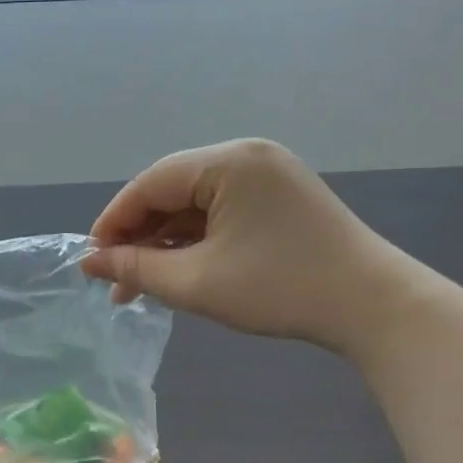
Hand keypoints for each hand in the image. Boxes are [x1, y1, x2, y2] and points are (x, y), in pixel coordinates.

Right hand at [82, 139, 433, 353]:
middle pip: (171, 190)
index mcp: (227, 162)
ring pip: (194, 203)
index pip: (150, 184)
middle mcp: (246, 156)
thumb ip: (136, 269)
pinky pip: (220, 211)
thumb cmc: (279, 289)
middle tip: (115, 280)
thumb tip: (89, 263)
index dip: (113, 222)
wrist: (373, 306)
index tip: (91, 261)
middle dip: (139, 236)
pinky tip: (178, 270)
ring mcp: (267, 174)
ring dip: (165, 242)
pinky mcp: (279, 197)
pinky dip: (195, 240)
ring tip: (141, 285)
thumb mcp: (197, 282)